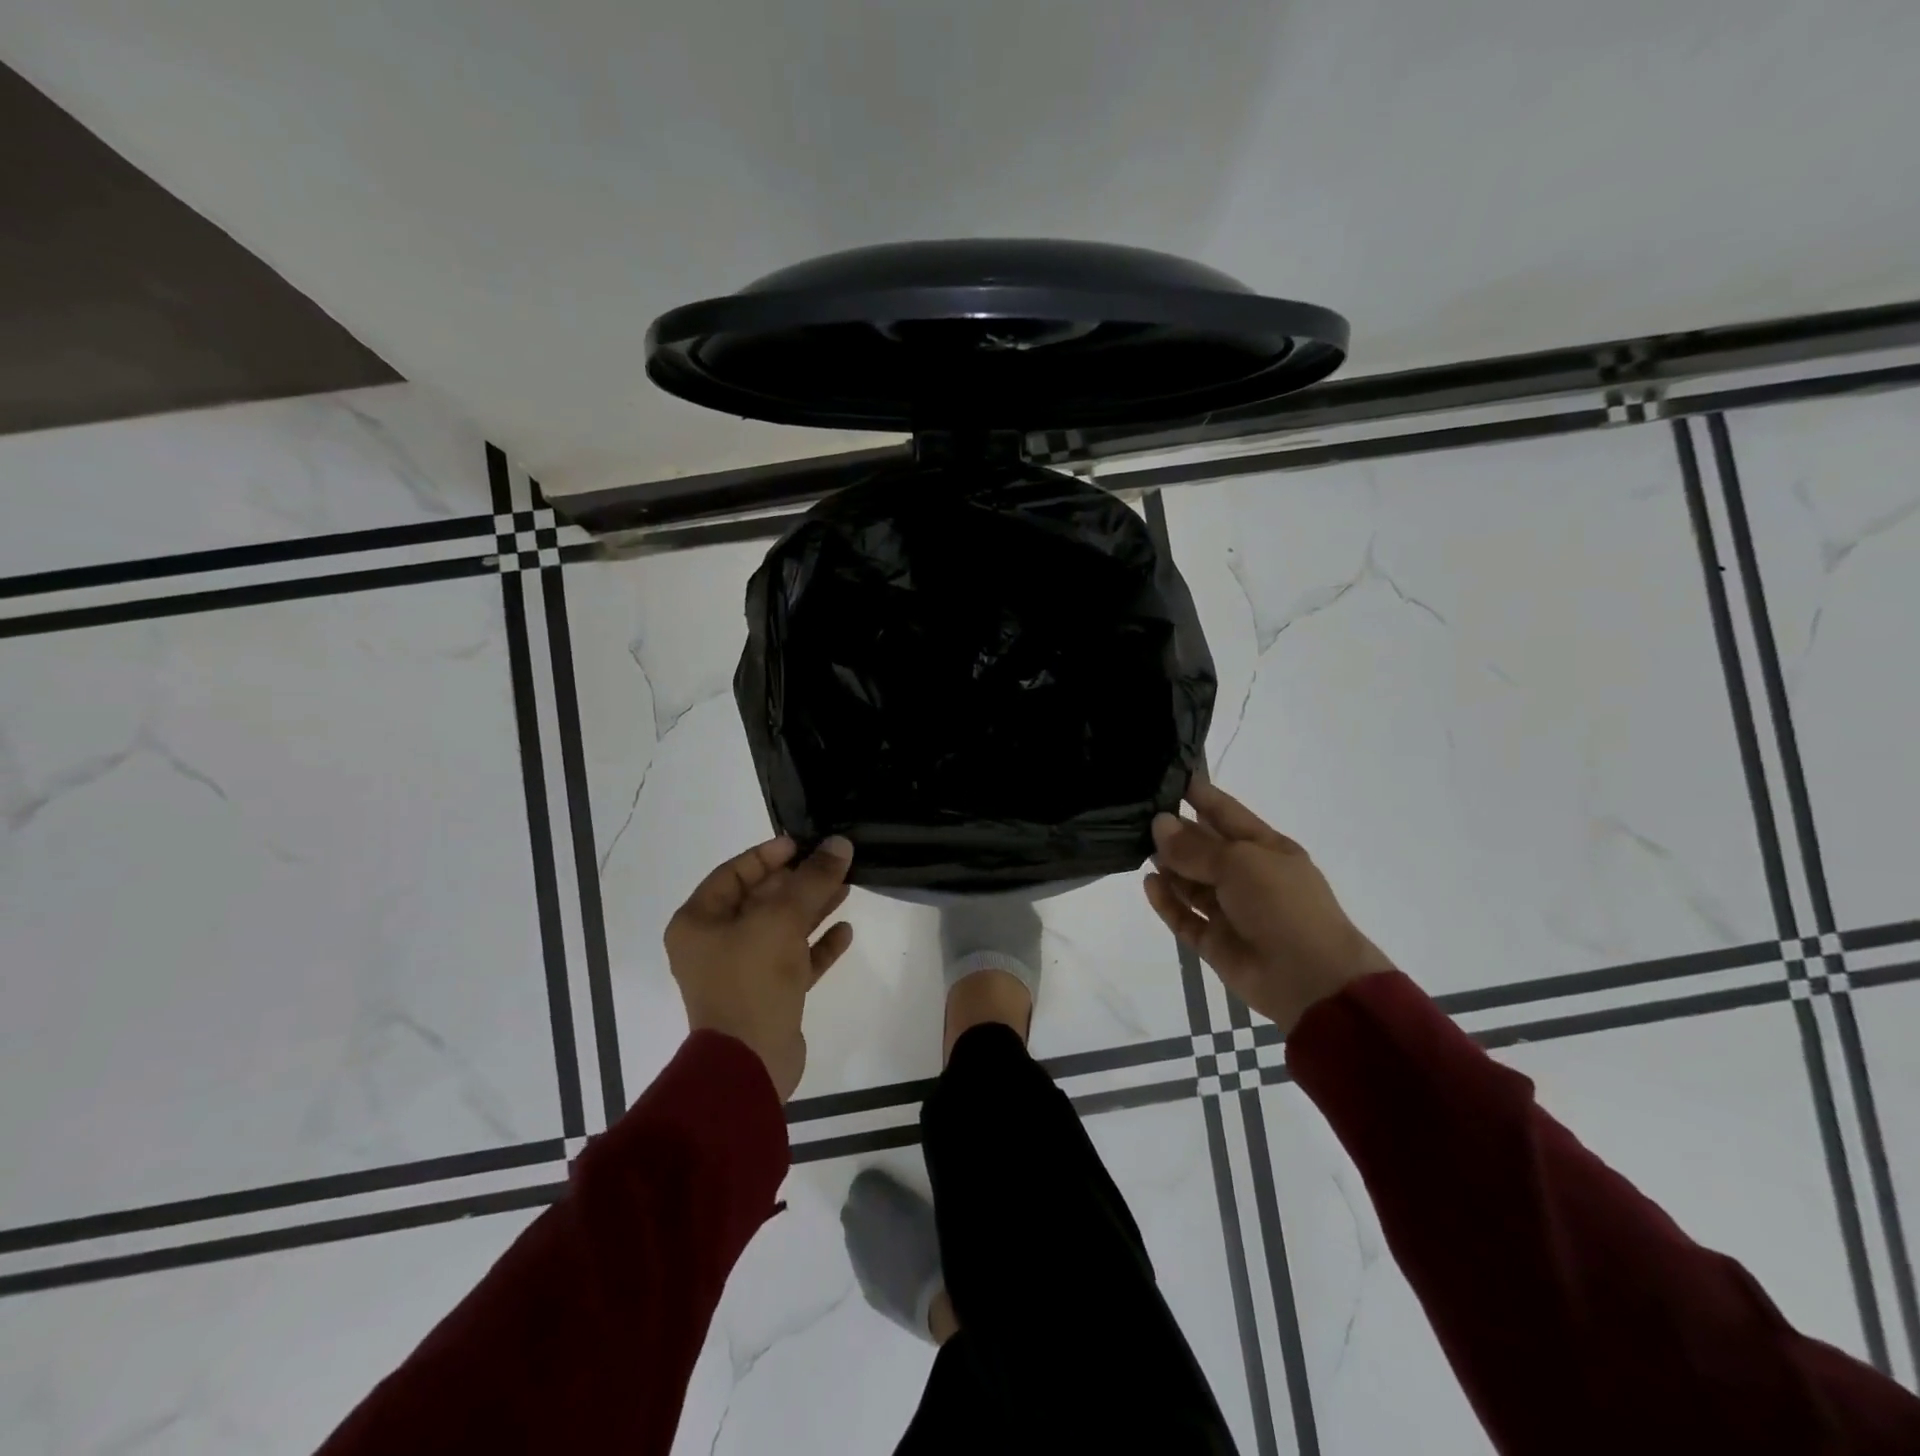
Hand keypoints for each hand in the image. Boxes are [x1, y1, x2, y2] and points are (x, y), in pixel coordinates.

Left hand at [665, 835, 855, 1100]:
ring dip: (812, 909)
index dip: (768, 855)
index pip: (734, 873)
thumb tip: (839, 844)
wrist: (749, 1064)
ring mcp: (741, 972)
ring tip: (847, 887)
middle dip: (799, 881)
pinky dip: (816, 946)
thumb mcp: (782, 919)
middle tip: (834, 863)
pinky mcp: (767, 996)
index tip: (803, 844)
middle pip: (761, 900)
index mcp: (699, 922)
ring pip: (780, 929)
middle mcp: (715, 944)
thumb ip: (812, 878)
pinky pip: (793, 961)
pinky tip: (845, 932)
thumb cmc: (752, 979)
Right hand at [1143, 781, 1392, 1032]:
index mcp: (1265, 848)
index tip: (1164, 777)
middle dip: (1175, 832)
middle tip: (1136, 814)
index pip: (1225, 812)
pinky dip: (1167, 901)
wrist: (1311, 980)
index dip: (1198, 794)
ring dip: (1168, 866)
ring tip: (1137, 847)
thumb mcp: (1240, 863)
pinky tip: (1149, 884)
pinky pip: (1185, 917)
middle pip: (1204, 847)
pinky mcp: (1216, 942)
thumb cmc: (1283, 905)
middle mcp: (1247, 876)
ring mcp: (1231, 910)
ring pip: (1191, 882)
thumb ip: (1195, 846)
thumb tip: (1159, 823)